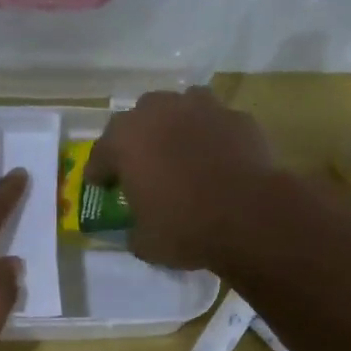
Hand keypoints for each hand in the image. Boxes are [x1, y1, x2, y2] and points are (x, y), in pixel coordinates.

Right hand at [83, 87, 277, 268]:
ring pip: (180, 108)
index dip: (100, 172)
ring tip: (181, 151)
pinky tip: (218, 158)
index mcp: (126, 140)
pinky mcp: (237, 117)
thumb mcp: (146, 243)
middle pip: (139, 119)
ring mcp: (202, 108)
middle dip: (138, 140)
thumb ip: (134, 230)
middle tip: (143, 166)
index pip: (101, 153)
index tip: (102, 185)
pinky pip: (216, 123)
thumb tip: (136, 229)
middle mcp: (160, 112)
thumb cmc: (186, 228)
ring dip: (176, 126)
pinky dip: (212, 137)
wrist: (250, 216)